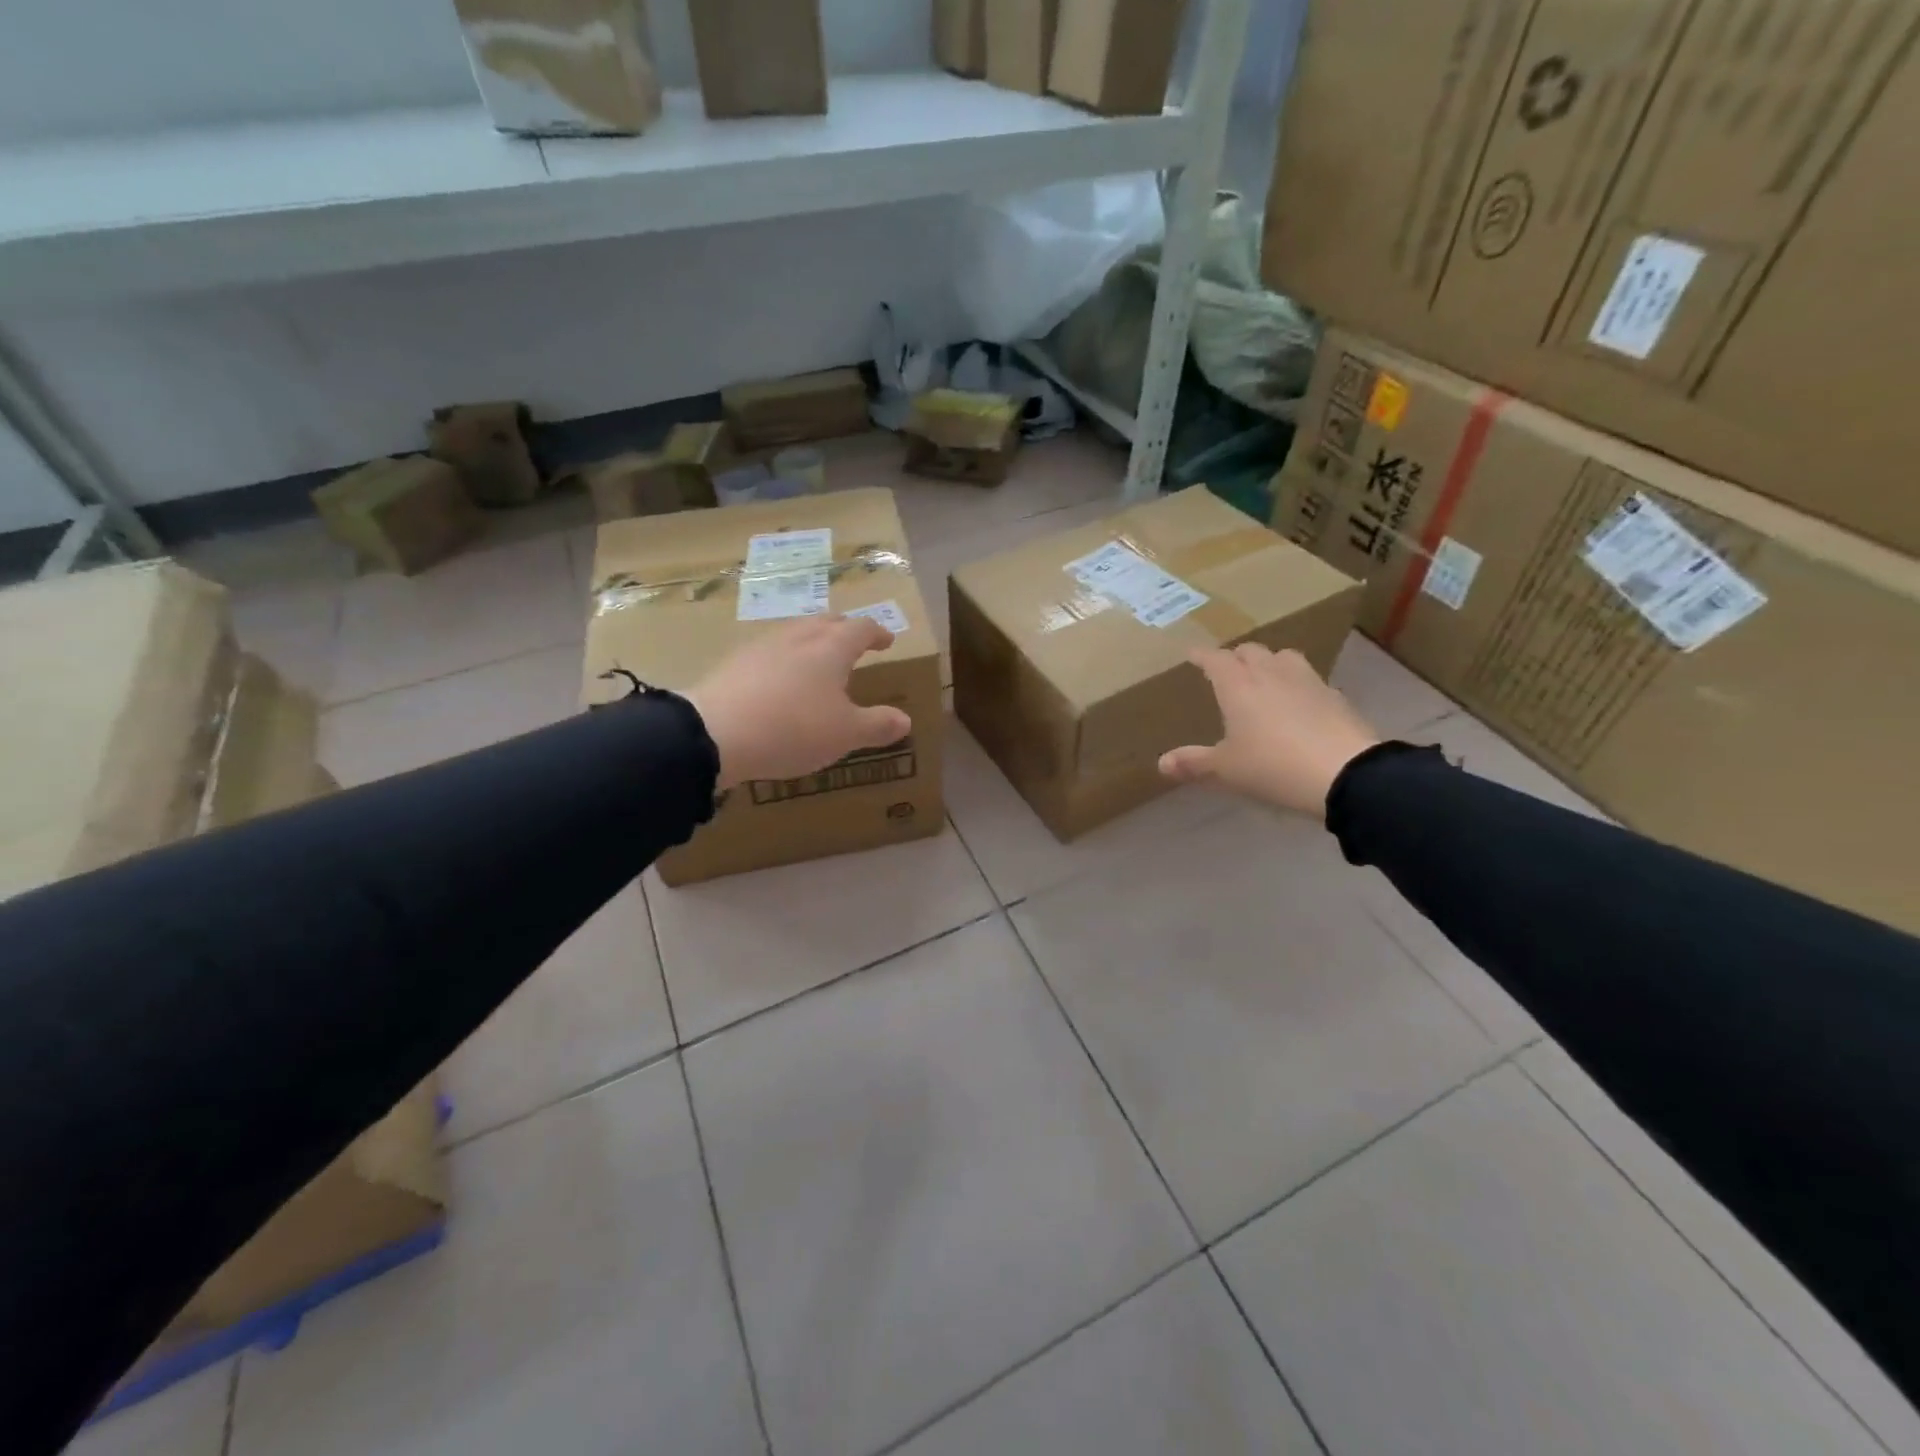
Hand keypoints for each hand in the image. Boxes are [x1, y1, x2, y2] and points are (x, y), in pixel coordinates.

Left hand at [687, 616, 910, 789]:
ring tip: (817, 660)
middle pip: (826, 622)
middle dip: (844, 630)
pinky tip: (779, 681)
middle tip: (854, 642)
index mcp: (831, 648)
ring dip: (812, 641)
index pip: (861, 628)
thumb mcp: (845, 734)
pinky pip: (769, 653)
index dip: (877, 633)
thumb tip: (904, 720)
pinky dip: (784, 660)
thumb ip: (877, 725)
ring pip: (794, 634)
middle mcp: (798, 638)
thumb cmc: (794, 728)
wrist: (715, 733)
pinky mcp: (734, 664)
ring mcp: (762, 647)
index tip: (887, 640)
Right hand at [1159, 644, 1380, 818]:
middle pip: (1250, 651)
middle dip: (1235, 656)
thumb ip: (1194, 763)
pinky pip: (1309, 679)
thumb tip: (1161, 763)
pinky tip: (1297, 701)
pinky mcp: (1334, 696)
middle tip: (1227, 668)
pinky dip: (1296, 683)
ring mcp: (1307, 681)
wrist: (1345, 773)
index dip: (1202, 656)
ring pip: (1283, 657)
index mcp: (1238, 686)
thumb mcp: (1226, 770)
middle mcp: (1271, 673)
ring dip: (1269, 661)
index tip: (1192, 654)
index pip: (1215, 659)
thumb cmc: (1273, 766)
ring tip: (1264, 677)